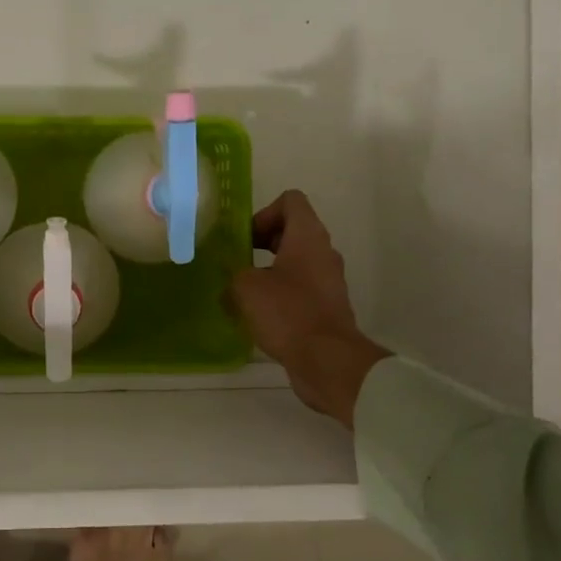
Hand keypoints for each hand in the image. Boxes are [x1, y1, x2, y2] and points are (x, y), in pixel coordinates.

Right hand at [230, 190, 390, 428]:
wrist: (327, 360)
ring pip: (296, 261)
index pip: (291, 201)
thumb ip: (234, 272)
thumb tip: (231, 276)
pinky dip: (281, 293)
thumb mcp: (247, 287)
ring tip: (244, 290)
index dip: (264, 212)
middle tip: (239, 260)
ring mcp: (329, 280)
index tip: (246, 238)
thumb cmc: (288, 312)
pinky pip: (301, 287)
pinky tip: (259, 313)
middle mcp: (323, 252)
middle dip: (263, 241)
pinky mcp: (327, 306)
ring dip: (270, 269)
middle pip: (293, 230)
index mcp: (308, 236)